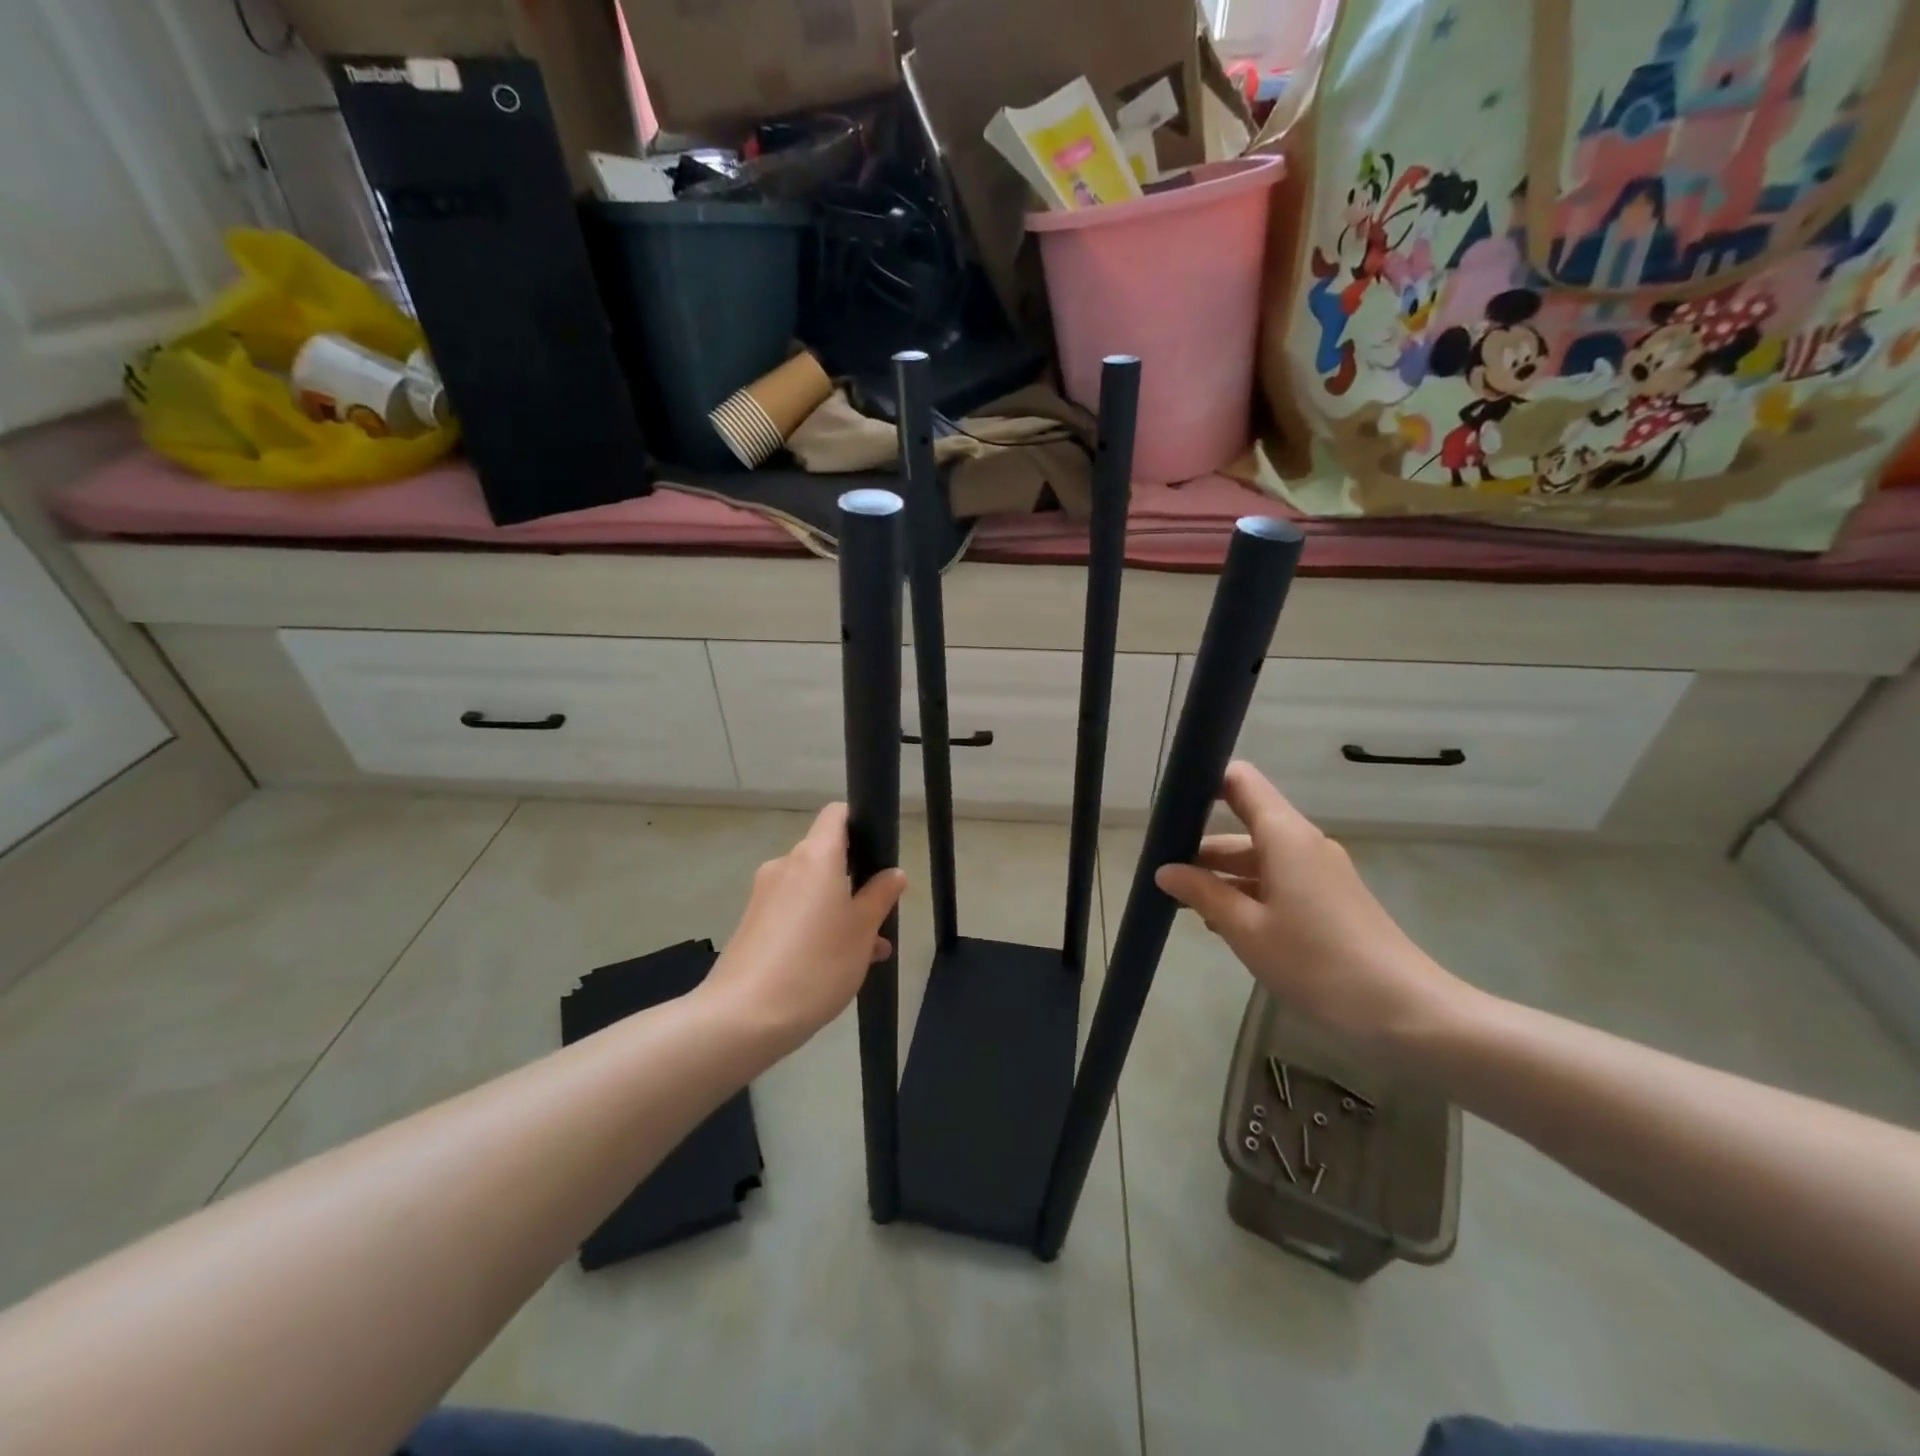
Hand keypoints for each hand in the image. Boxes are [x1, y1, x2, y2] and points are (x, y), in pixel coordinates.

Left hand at [701, 803, 906, 1055]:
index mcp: (815, 856)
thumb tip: (892, 873)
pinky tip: (835, 966)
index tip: (879, 854)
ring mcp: (764, 895)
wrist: (742, 1018)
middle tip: (880, 918)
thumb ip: (880, 896)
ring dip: (839, 910)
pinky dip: (816, 927)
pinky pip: (794, 912)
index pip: (837, 815)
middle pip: (827, 856)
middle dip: (856, 881)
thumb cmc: (815, 964)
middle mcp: (785, 865)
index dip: (860, 824)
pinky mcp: (752, 924)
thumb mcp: (862, 931)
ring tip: (867, 953)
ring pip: (812, 890)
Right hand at [1154, 762, 1465, 1051]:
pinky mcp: (1329, 899)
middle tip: (1161, 872)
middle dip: (1202, 844)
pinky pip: (1277, 880)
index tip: (1168, 808)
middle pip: (1244, 823)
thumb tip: (1164, 870)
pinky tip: (1223, 924)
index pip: (1240, 781)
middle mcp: (1303, 843)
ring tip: (1183, 905)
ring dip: (1222, 874)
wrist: (1404, 1013)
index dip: (1204, 783)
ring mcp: (1319, 872)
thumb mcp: (1247, 930)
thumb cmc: (1317, 963)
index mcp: (1285, 836)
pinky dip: (1247, 892)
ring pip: (1259, 856)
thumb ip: (1203, 893)